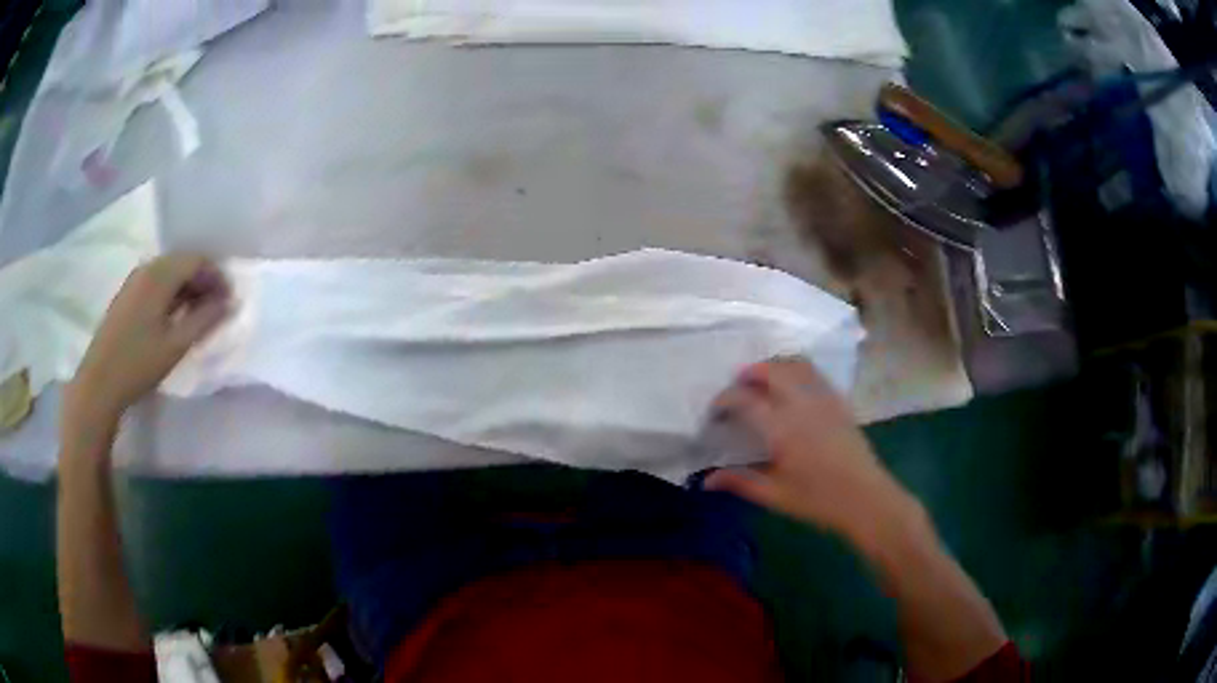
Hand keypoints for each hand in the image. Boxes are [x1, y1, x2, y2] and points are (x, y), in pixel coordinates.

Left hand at [65, 254, 229, 424]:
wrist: (99, 383)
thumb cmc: (139, 364)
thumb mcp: (176, 345)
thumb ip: (205, 320)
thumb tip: (229, 303)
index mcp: (160, 275)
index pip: (197, 260)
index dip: (217, 276)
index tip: (230, 300)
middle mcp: (147, 268)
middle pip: (182, 262)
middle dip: (203, 280)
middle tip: (216, 308)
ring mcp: (134, 280)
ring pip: (169, 272)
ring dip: (187, 287)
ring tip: (197, 315)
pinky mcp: (127, 295)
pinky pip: (156, 282)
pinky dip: (171, 293)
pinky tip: (173, 317)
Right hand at [705, 358, 917, 541]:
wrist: (864, 498)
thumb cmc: (817, 500)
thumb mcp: (774, 495)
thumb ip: (739, 482)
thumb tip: (706, 480)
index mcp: (782, 428)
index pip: (745, 400)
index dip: (725, 399)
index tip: (715, 410)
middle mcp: (802, 404)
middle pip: (771, 371)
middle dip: (749, 373)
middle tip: (736, 388)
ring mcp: (824, 399)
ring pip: (795, 365)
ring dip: (774, 366)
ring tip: (762, 380)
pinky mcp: (839, 401)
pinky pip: (814, 373)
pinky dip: (796, 369)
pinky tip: (791, 386)